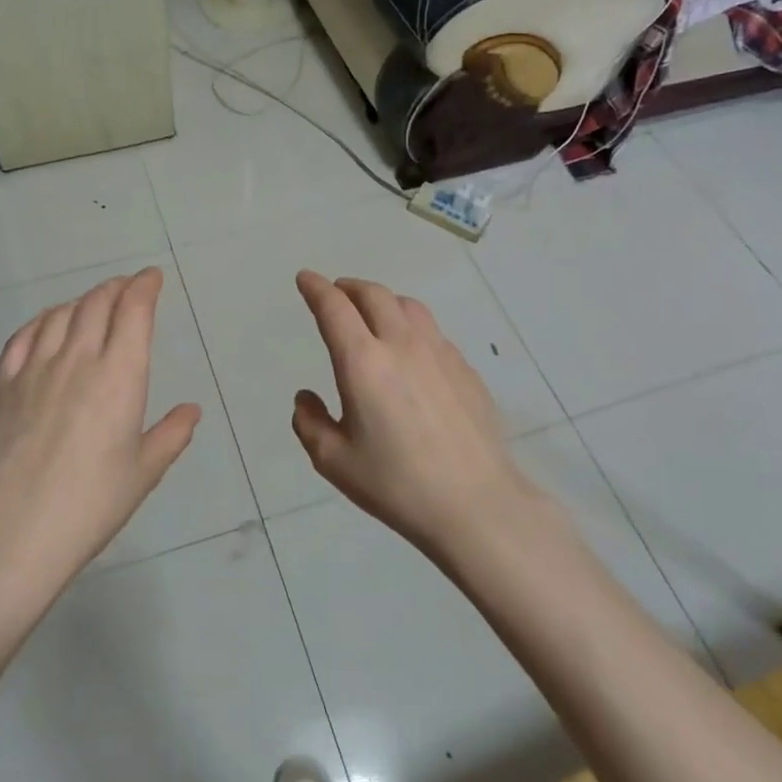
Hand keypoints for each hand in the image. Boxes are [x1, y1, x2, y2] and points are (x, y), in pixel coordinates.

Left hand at [0, 269, 200, 740]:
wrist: (16, 532)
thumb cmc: (92, 504)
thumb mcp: (144, 472)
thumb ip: (172, 434)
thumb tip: (190, 410)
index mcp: (120, 377)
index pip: (133, 312)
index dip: (144, 287)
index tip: (152, 278)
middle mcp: (78, 360)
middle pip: (97, 304)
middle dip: (116, 288)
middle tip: (127, 288)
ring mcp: (34, 370)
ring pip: (60, 315)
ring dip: (82, 301)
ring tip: (93, 304)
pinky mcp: (2, 387)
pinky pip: (22, 337)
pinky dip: (42, 321)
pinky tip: (48, 325)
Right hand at [291, 271, 540, 558]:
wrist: (475, 503)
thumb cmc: (396, 484)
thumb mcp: (334, 461)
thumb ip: (309, 423)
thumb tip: (306, 398)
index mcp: (363, 362)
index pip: (334, 308)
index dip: (316, 288)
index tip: (305, 278)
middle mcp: (402, 344)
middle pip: (374, 294)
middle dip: (349, 287)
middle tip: (336, 293)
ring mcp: (440, 353)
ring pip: (408, 306)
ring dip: (383, 301)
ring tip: (374, 314)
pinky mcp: (465, 369)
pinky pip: (433, 332)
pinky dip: (411, 327)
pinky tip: (412, 352)